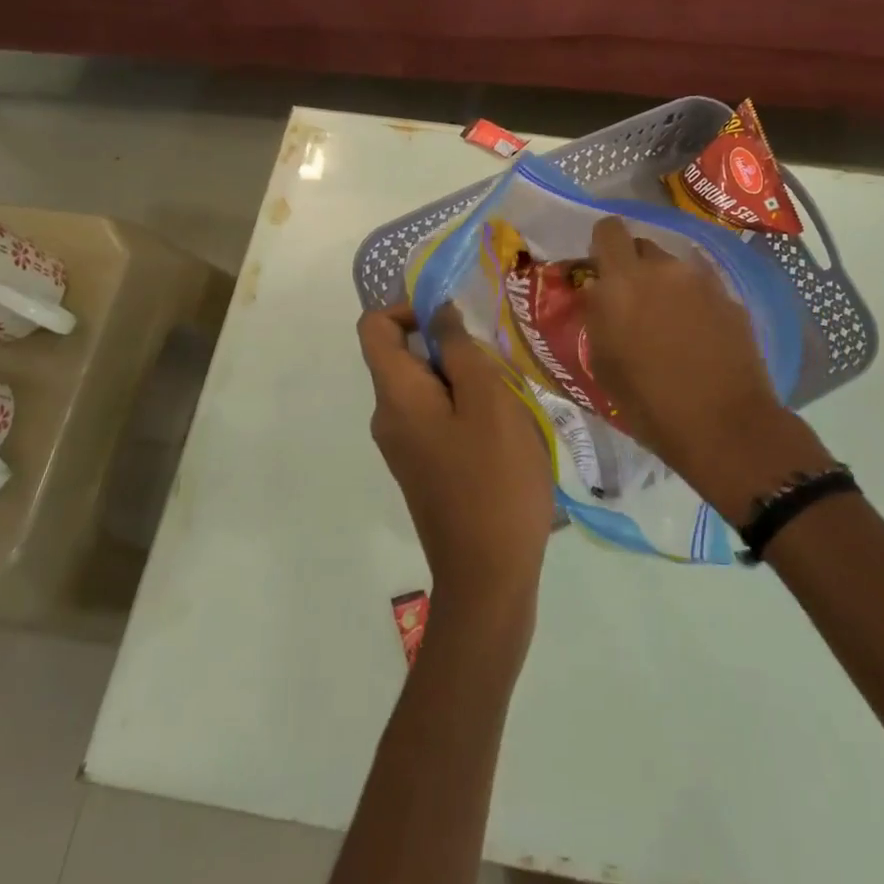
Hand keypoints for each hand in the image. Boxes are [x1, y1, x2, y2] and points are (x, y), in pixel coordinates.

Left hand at [357, 303, 554, 613]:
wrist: (488, 576)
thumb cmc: (493, 480)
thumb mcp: (488, 402)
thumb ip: (461, 349)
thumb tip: (439, 313)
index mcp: (395, 396)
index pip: (374, 326)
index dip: (409, 307)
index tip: (457, 319)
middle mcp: (388, 418)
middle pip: (405, 356)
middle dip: (451, 348)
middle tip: (499, 367)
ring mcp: (404, 447)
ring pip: (428, 388)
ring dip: (466, 380)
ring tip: (509, 402)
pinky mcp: (423, 468)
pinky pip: (437, 418)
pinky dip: (466, 409)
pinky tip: (504, 433)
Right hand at [582, 217, 827, 520]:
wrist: (725, 425)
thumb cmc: (650, 403)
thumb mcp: (603, 363)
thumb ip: (597, 316)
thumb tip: (599, 295)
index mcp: (623, 281)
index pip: (608, 230)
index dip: (602, 246)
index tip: (601, 271)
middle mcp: (663, 269)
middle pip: (642, 247)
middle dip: (633, 268)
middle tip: (633, 304)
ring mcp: (702, 281)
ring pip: (674, 269)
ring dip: (665, 287)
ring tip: (668, 326)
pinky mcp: (731, 299)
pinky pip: (701, 289)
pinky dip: (693, 304)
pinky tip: (698, 338)